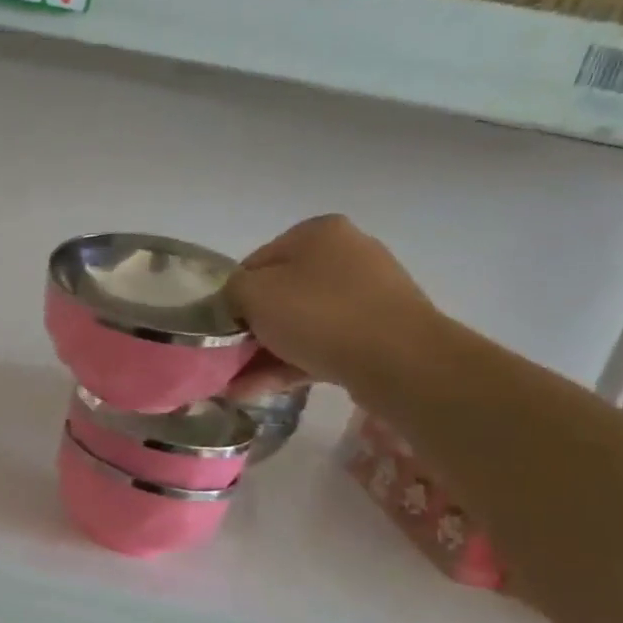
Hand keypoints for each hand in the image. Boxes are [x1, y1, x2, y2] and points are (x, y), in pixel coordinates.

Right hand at [226, 215, 441, 397]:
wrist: (400, 361)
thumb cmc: (318, 314)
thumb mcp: (252, 294)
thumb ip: (231, 292)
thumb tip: (235, 304)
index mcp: (317, 233)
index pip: (255, 263)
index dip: (233, 297)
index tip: (222, 329)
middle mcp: (346, 254)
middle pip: (279, 295)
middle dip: (251, 331)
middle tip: (229, 359)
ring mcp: (368, 294)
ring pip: (300, 324)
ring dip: (266, 354)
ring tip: (237, 386)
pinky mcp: (380, 331)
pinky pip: (324, 344)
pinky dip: (292, 364)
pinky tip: (261, 390)